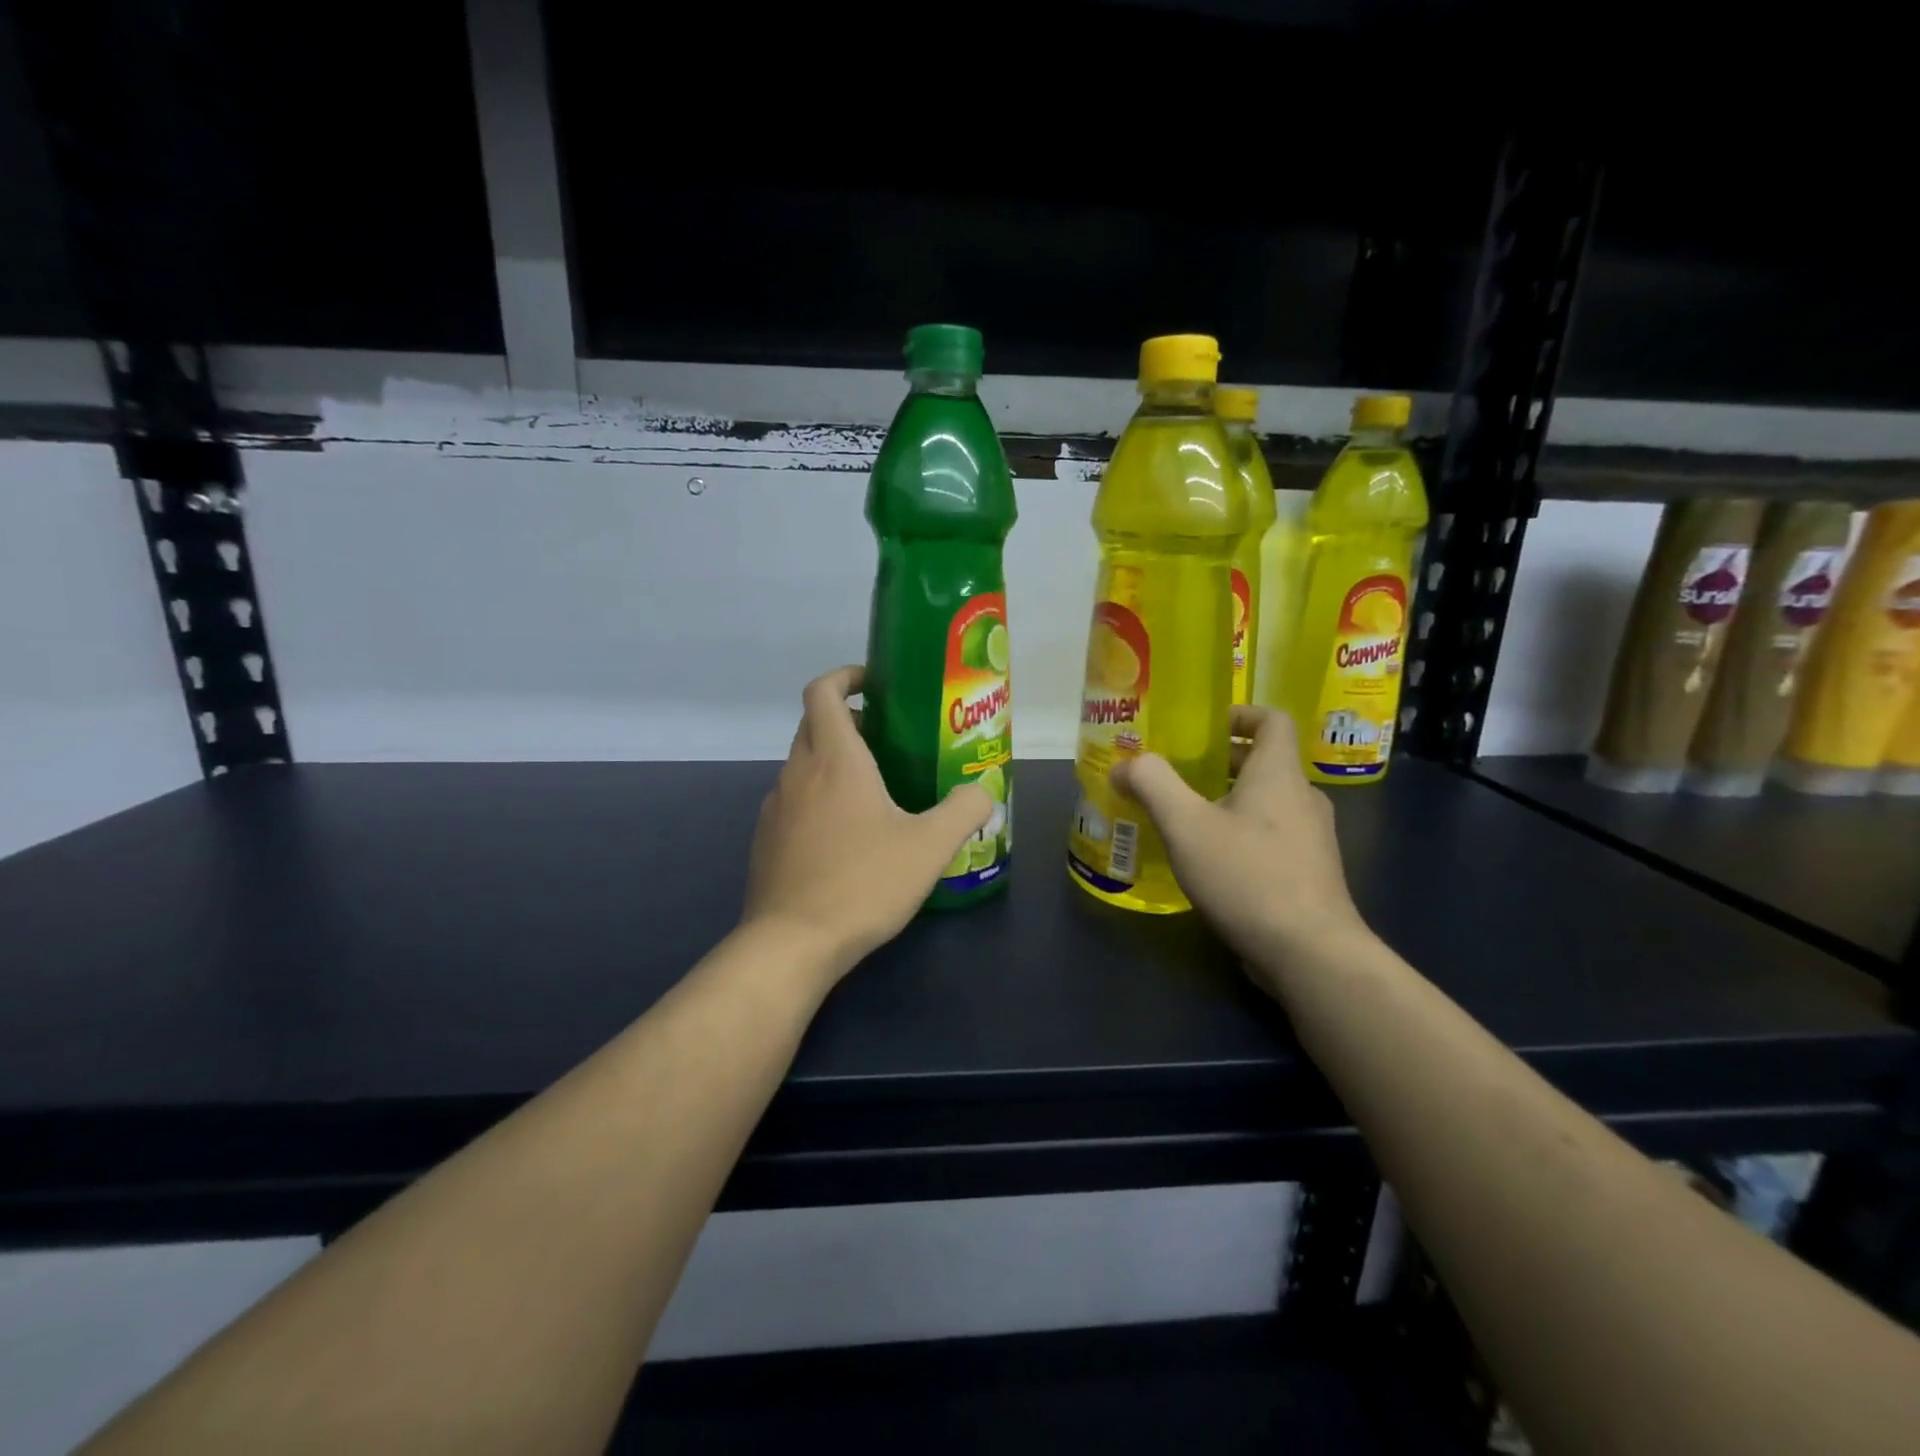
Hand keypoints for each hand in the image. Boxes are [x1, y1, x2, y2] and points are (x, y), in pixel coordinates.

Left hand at [743, 665, 992, 978]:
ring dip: (833, 761)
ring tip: (875, 791)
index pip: (822, 691)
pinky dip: (818, 797)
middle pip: (814, 724)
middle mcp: (798, 772)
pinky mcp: (766, 839)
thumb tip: (984, 790)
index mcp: (835, 759)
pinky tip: (847, 837)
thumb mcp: (929, 847)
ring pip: (803, 764)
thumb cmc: (863, 883)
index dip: (845, 676)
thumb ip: (964, 810)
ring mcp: (776, 806)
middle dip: (848, 720)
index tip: (874, 684)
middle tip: (890, 740)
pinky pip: (794, 800)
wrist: (792, 943)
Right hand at [1113, 706, 1368, 981]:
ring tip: (1185, 820)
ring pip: (1267, 802)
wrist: (1310, 953)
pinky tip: (1210, 862)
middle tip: (1176, 775)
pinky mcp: (1309, 873)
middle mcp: (1303, 798)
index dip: (1239, 714)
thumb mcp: (1186, 825)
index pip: (1271, 720)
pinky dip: (1241, 833)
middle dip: (1220, 762)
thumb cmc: (1247, 876)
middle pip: (1264, 762)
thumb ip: (1153, 784)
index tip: (1202, 728)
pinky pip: (1272, 835)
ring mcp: (1312, 838)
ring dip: (1228, 800)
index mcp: (1278, 774)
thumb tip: (1126, 765)